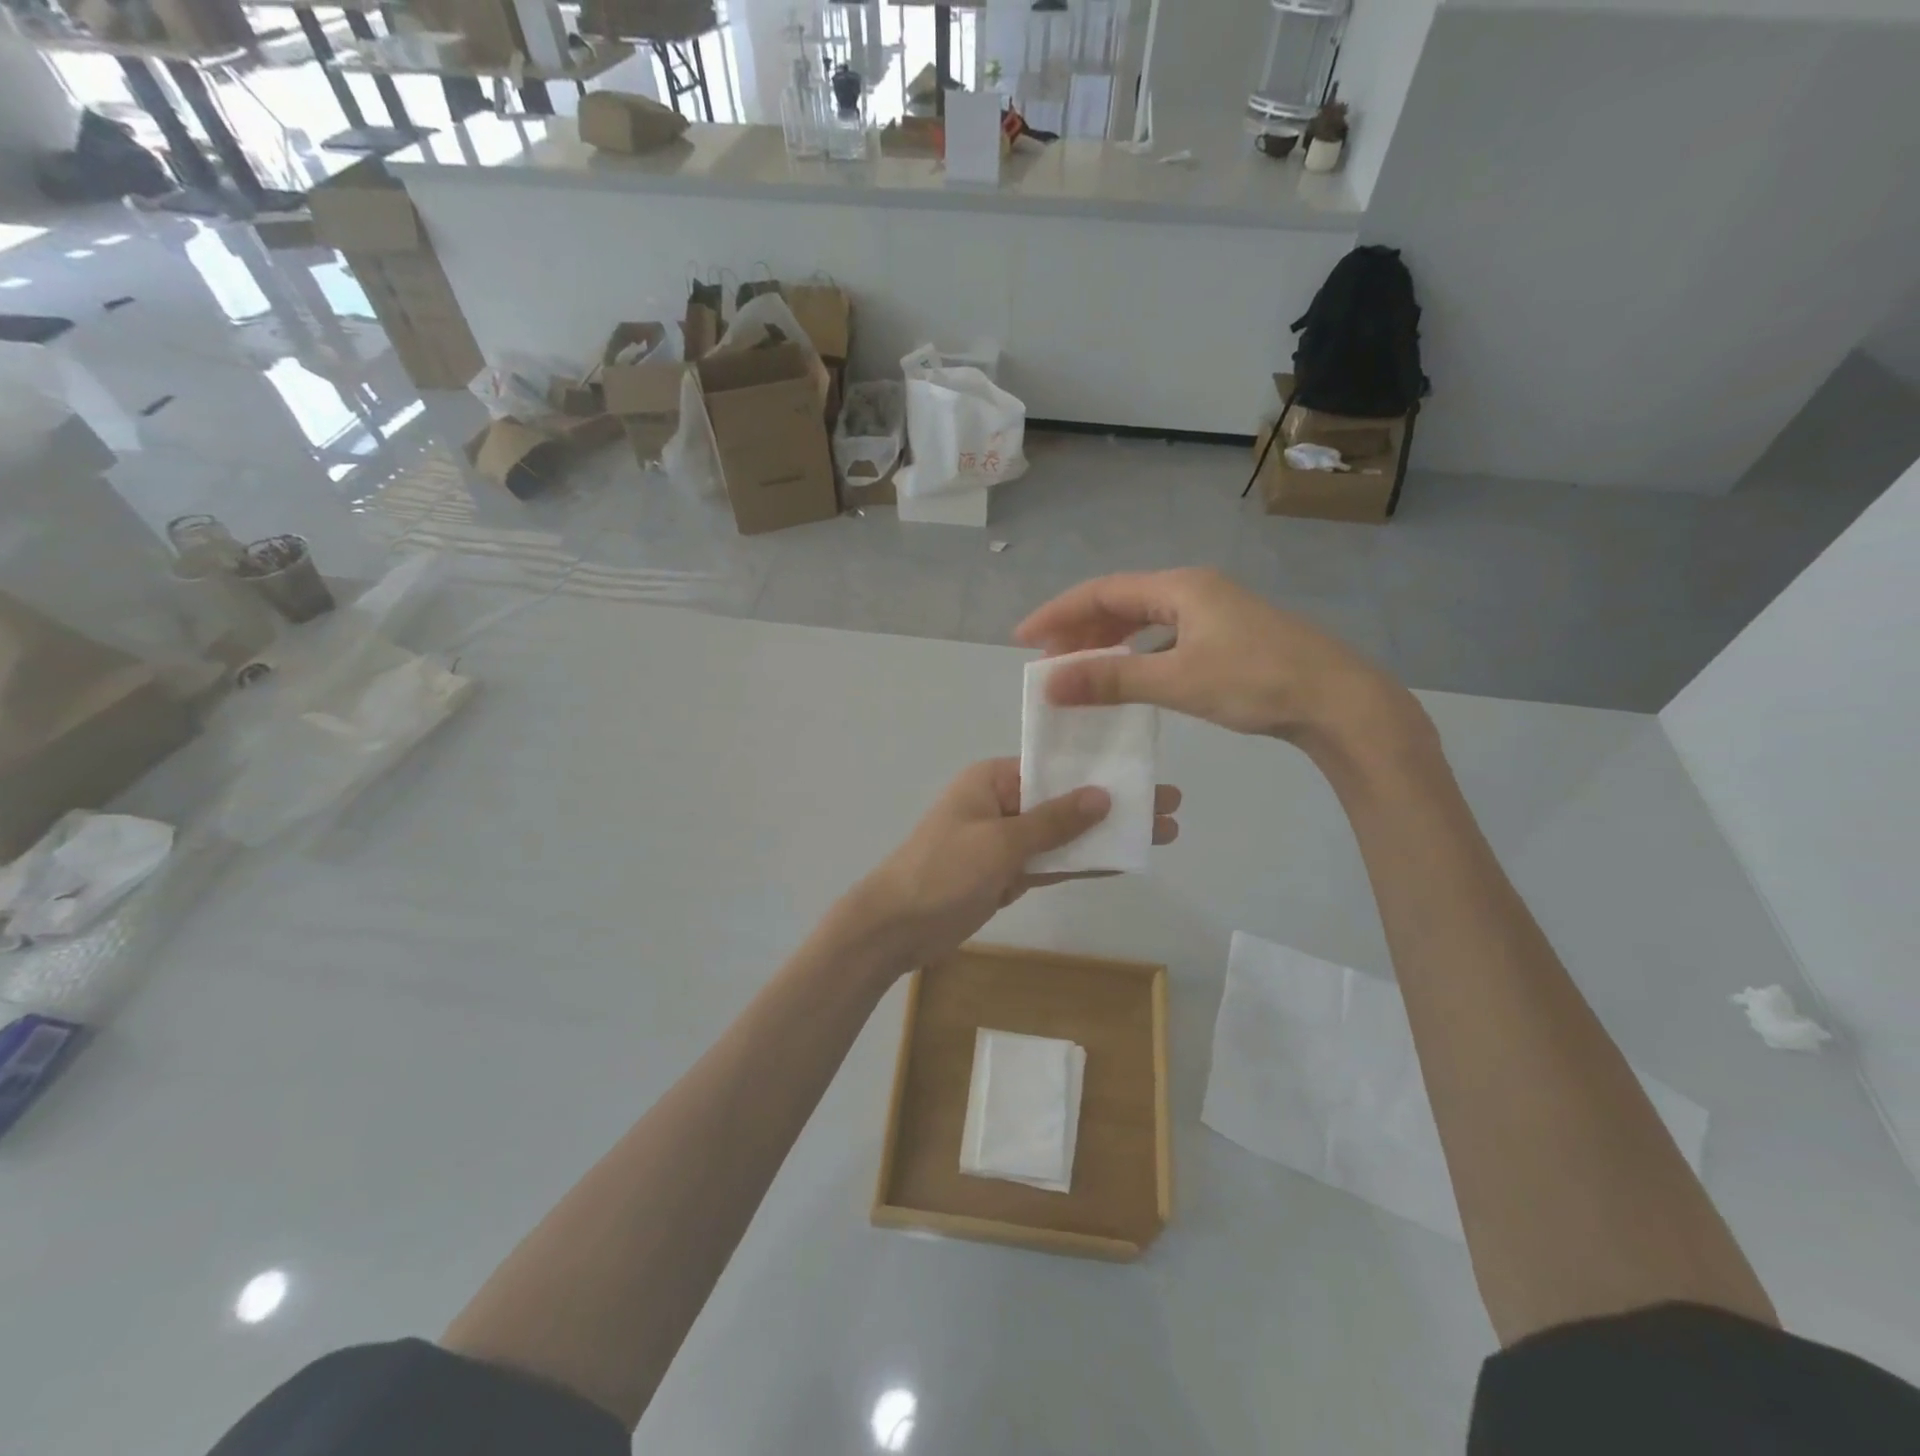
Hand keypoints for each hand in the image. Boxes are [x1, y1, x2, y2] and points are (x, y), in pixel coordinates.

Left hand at [856, 759, 1180, 967]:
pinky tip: (1122, 860)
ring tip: (1159, 833)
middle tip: (1170, 806)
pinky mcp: (1008, 875)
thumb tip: (1102, 796)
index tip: (1144, 772)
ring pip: (1064, 835)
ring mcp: (1006, 842)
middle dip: (1114, 805)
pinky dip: (1083, 864)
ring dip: (1105, 836)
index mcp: (992, 780)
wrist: (895, 928)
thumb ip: (1052, 822)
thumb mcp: (999, 842)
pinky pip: (1052, 864)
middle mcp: (1001, 804)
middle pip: (1066, 802)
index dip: (1099, 771)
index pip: (1053, 768)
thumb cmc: (942, 871)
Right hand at [1015, 568, 1415, 750]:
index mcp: (1179, 588)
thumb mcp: (1177, 681)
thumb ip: (1111, 681)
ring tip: (1078, 670)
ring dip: (1108, 643)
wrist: (1339, 701)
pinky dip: (1137, 654)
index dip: (1058, 613)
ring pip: (1144, 621)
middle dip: (1080, 630)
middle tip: (1047, 661)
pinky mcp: (1228, 637)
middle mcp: (1194, 591)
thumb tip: (1049, 683)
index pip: (1102, 592)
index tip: (1024, 639)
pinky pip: (1165, 638)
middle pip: (1121, 602)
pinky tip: (1129, 676)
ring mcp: (1214, 613)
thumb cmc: (1256, 682)